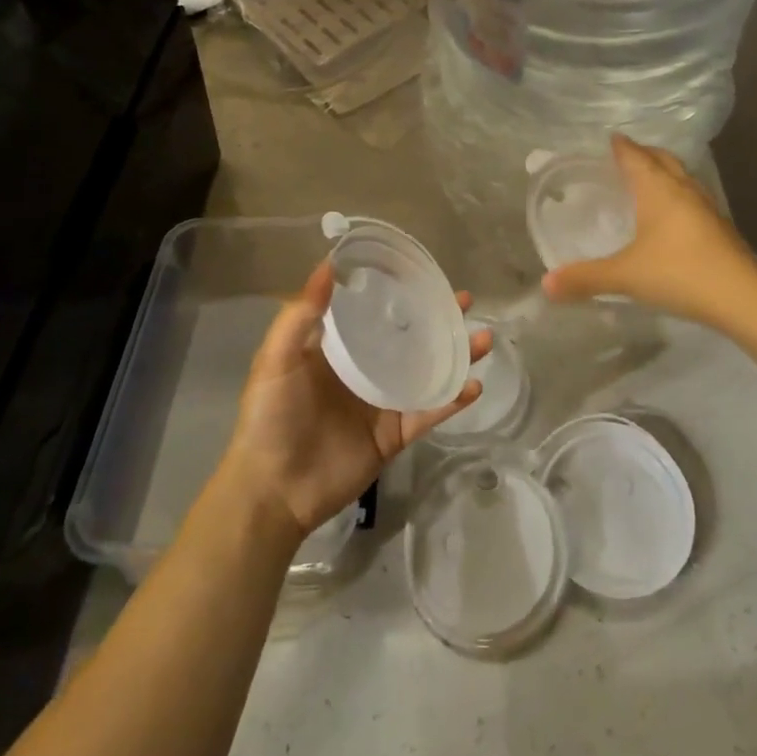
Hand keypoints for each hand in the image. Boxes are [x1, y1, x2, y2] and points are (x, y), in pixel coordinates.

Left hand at [220, 261, 489, 538]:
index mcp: (339, 349)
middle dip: (438, 320)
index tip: (424, 273)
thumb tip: (328, 265)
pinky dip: (453, 399)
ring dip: (457, 355)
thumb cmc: (271, 417)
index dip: (399, 293)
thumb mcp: (277, 359)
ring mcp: (384, 403)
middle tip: (466, 300)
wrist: (274, 490)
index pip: (374, 312)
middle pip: (410, 338)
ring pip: (428, 372)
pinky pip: (430, 412)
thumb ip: (301, 315)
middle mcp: (366, 370)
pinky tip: (474, 384)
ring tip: (485, 338)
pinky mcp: (395, 435)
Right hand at [541, 134, 756, 325]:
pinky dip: (678, 194)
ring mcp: (706, 207)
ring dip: (664, 171)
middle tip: (626, 155)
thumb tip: (545, 284)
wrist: (743, 297)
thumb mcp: (626, 276)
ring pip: (682, 176)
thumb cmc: (679, 273)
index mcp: (658, 189)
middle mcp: (683, 189)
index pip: (635, 157)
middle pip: (662, 159)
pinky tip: (673, 215)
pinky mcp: (720, 227)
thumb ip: (586, 278)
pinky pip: (693, 197)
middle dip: (644, 153)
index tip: (610, 138)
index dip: (621, 147)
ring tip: (648, 179)